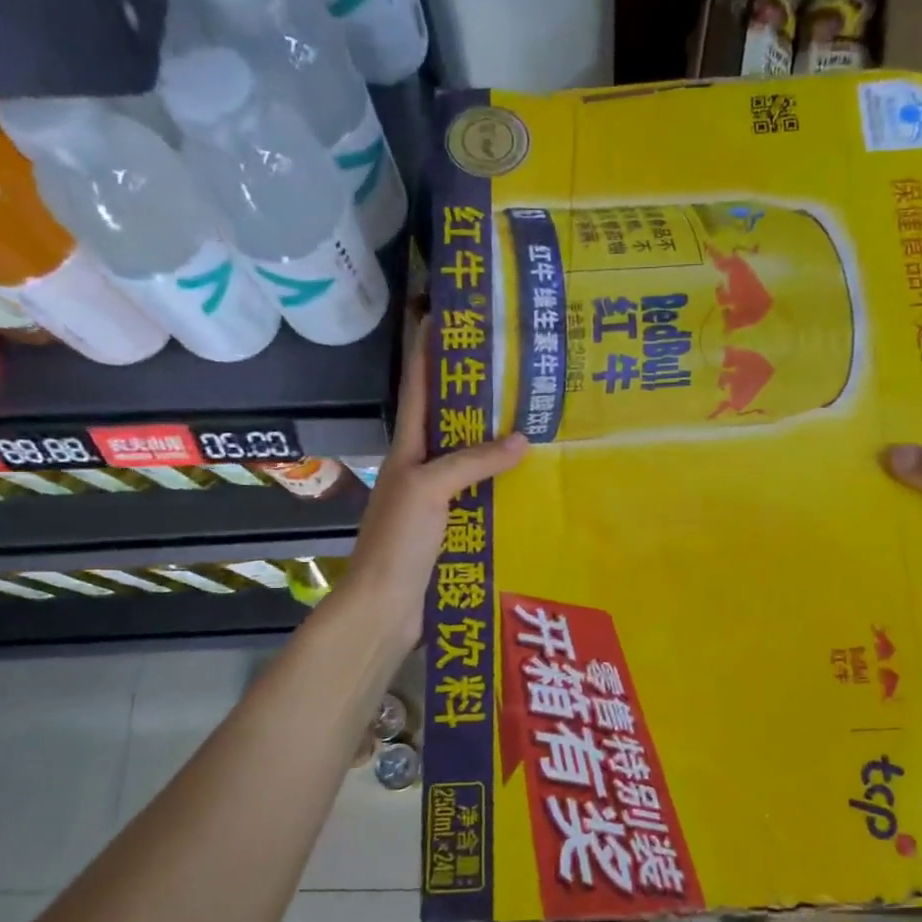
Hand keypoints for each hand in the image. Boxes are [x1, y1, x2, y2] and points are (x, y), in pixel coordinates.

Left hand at [349, 317, 526, 647]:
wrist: (384, 606)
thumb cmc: (398, 541)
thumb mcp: (429, 489)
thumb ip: (472, 461)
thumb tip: (522, 438)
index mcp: (408, 448)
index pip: (418, 386)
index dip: (428, 349)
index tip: (448, 314)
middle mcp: (422, 466)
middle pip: (450, 419)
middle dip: (477, 392)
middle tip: (517, 367)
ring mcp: (437, 498)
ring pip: (470, 458)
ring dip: (496, 440)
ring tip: (536, 416)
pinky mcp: (453, 526)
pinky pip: (482, 494)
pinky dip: (504, 482)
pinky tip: (532, 480)